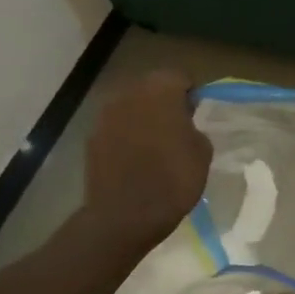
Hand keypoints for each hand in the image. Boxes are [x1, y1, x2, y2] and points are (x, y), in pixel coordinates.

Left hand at [82, 70, 211, 248]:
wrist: (124, 216)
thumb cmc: (173, 181)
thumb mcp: (202, 153)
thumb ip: (194, 128)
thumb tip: (184, 125)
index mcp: (160, 91)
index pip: (179, 77)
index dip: (190, 93)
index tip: (197, 113)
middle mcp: (129, 94)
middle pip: (151, 87)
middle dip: (164, 102)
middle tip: (178, 126)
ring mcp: (105, 115)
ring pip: (131, 106)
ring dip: (143, 118)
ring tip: (156, 143)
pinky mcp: (92, 137)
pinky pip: (116, 128)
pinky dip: (126, 136)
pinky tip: (136, 158)